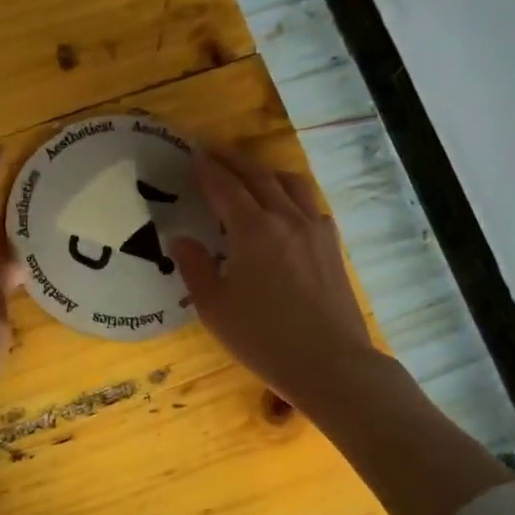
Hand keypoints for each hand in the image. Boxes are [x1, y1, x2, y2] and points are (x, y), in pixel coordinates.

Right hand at [170, 145, 378, 411]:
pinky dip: (291, 195)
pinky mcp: (332, 247)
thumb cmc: (264, 340)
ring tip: (251, 174)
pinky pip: (310, 206)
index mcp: (253, 231)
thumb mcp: (215, 309)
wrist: (330, 363)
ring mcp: (315, 230)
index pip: (225, 188)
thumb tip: (182, 240)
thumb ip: (196, 268)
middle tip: (214, 151)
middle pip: (258, 177)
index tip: (194, 155)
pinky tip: (286, 209)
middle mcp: (286, 219)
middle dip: (233, 160)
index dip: (208, 170)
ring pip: (291, 184)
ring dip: (266, 171)